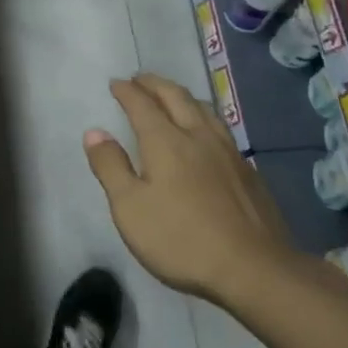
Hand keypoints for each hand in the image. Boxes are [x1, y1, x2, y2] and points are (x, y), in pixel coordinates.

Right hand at [84, 73, 295, 304]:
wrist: (253, 268)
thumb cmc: (181, 239)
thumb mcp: (130, 208)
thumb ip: (110, 167)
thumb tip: (94, 132)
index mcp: (166, 142)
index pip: (142, 105)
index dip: (127, 91)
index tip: (116, 83)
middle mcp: (198, 136)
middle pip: (176, 97)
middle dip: (155, 84)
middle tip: (140, 79)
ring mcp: (228, 152)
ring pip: (204, 109)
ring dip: (183, 96)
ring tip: (172, 96)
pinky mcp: (247, 171)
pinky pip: (221, 129)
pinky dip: (204, 117)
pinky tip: (206, 133)